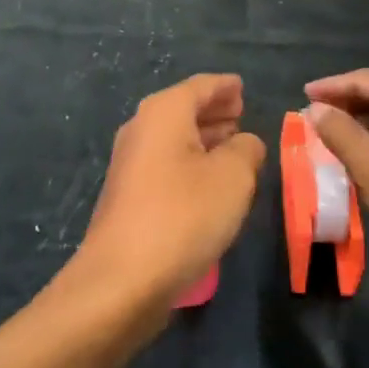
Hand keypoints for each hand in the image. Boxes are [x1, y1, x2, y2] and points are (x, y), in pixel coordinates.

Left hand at [73, 74, 266, 307]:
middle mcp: (142, 128)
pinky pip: (167, 163)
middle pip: (184, 109)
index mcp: (164, 112)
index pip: (201, 86)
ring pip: (175, 138)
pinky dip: (191, 162)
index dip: (226, 86)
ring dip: (204, 138)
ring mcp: (131, 163)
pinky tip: (211, 181)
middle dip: (214, 111)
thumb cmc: (182, 215)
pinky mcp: (129, 196)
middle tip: (242, 114)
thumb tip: (246, 142)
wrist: (121, 281)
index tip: (243, 87)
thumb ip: (246, 150)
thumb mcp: (233, 177)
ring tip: (234, 144)